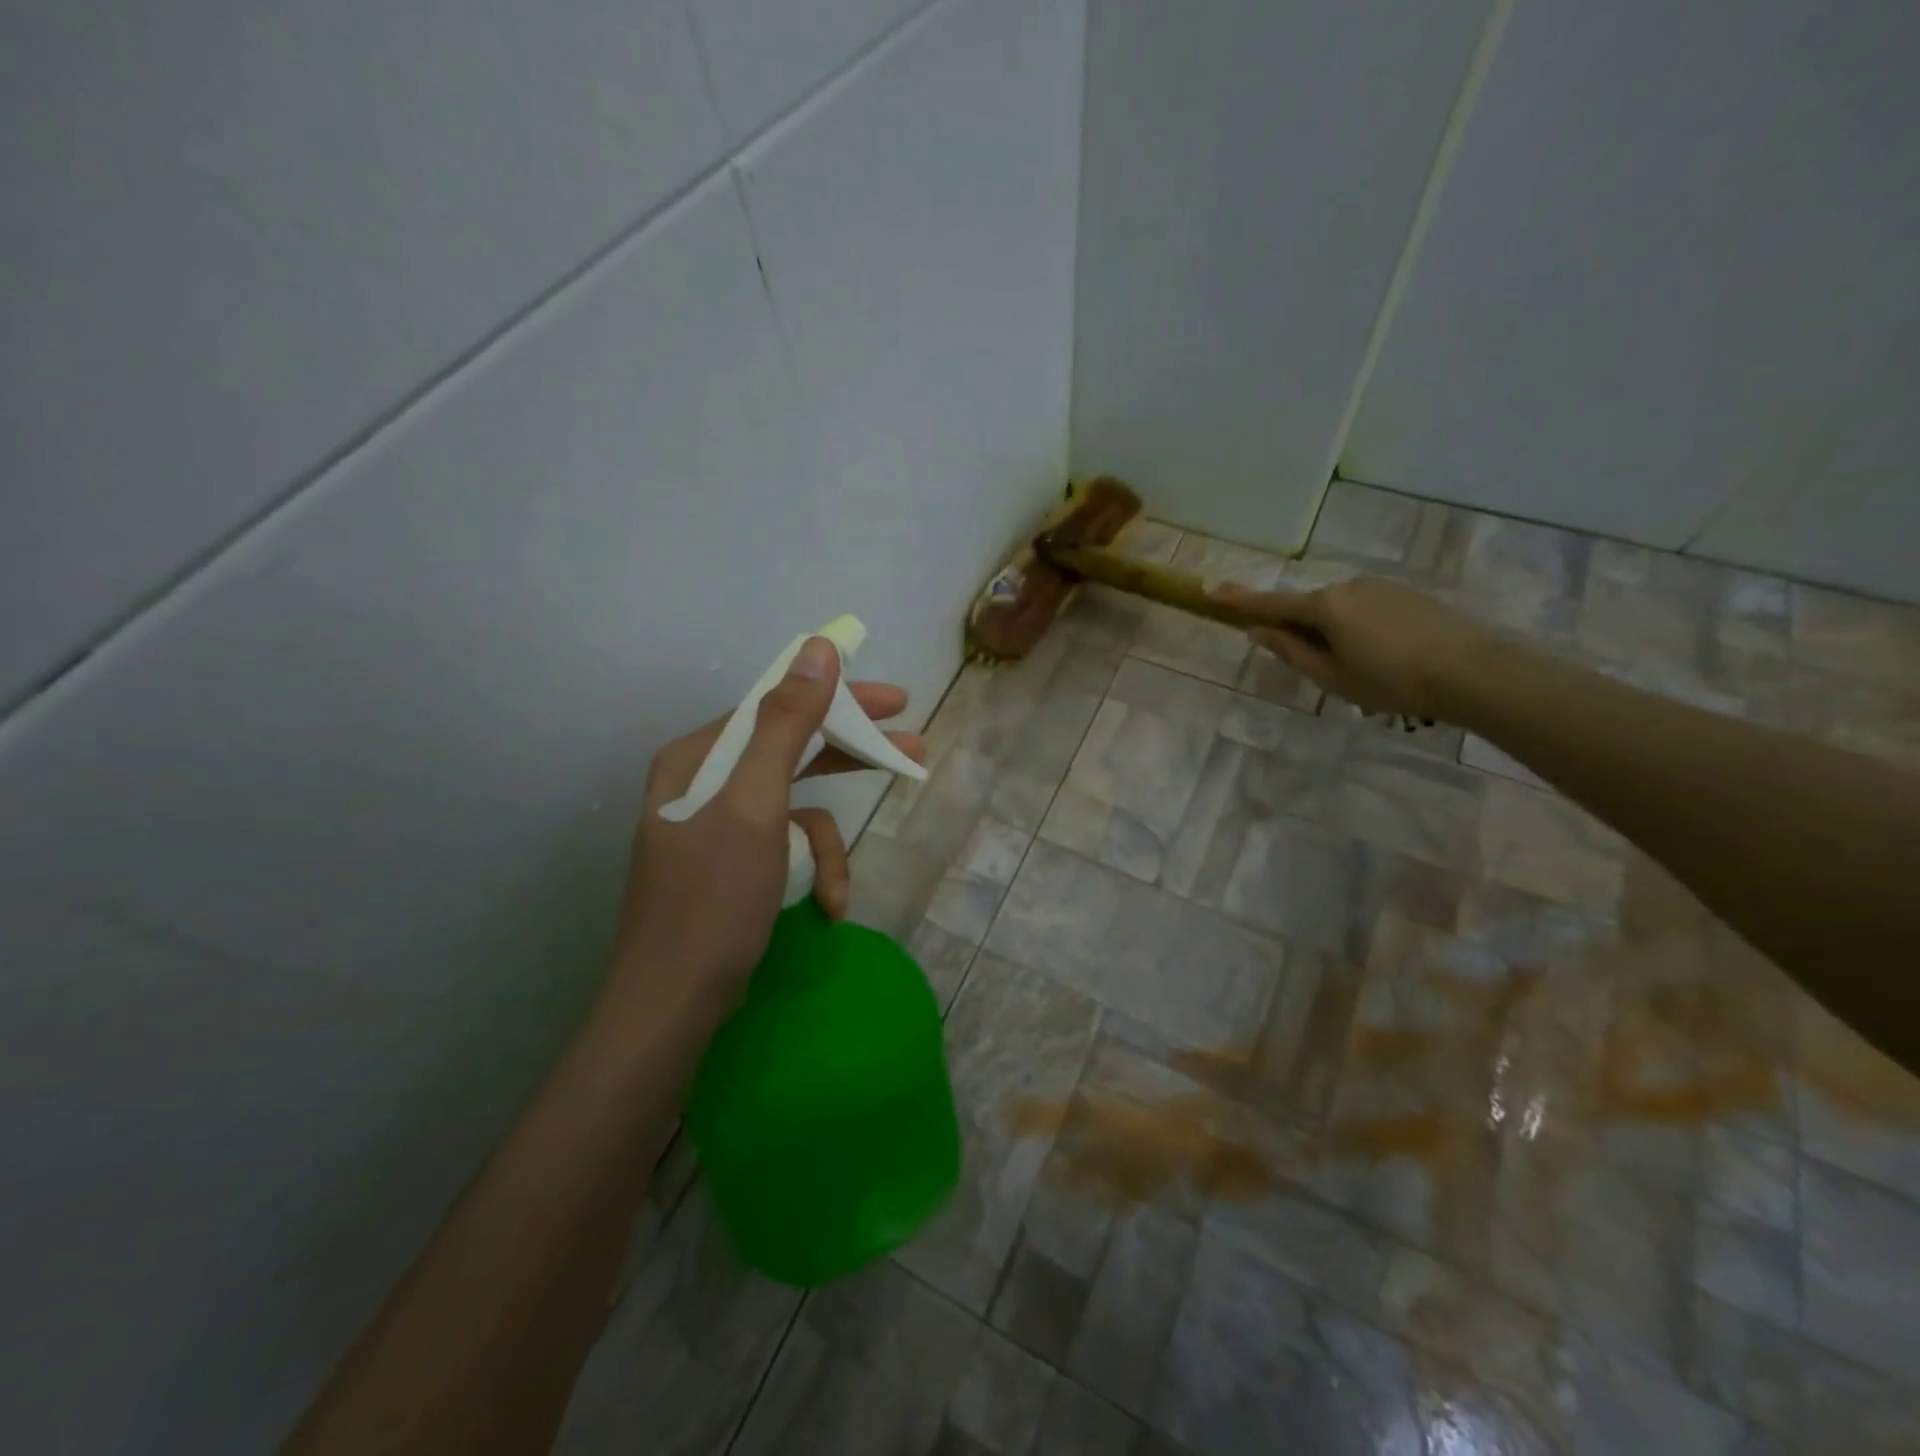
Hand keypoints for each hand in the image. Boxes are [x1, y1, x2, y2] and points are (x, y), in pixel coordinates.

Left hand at [608, 637, 923, 1016]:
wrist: (670, 1008)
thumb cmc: (712, 901)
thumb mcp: (756, 806)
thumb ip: (787, 724)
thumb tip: (819, 649)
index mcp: (699, 758)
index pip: (778, 705)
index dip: (840, 698)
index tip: (896, 700)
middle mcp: (705, 783)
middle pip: (792, 751)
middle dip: (849, 761)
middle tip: (911, 751)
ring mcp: (718, 827)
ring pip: (795, 810)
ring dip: (825, 849)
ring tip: (840, 892)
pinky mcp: (732, 866)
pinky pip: (784, 848)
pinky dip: (808, 875)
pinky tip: (824, 909)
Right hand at [1216, 576, 1492, 719]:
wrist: (1472, 671)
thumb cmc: (1391, 681)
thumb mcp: (1331, 677)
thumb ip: (1291, 651)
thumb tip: (1260, 631)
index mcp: (1324, 607)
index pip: (1270, 603)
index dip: (1238, 600)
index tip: (1209, 590)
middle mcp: (1348, 587)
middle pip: (1309, 608)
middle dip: (1304, 632)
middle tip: (1322, 671)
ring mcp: (1380, 587)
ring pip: (1340, 610)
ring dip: (1337, 634)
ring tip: (1365, 672)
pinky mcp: (1407, 594)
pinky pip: (1367, 610)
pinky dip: (1363, 630)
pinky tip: (1387, 658)